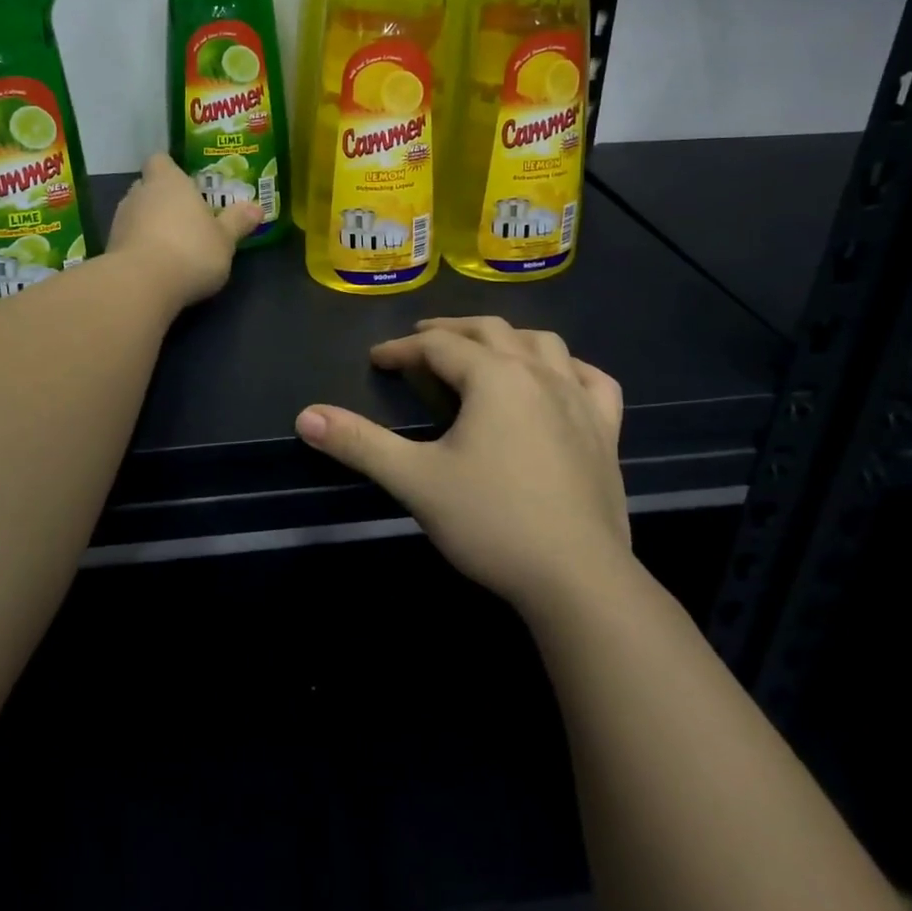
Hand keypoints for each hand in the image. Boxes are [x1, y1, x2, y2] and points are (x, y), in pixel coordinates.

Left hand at [108, 154, 261, 309]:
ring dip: (150, 224)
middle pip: (148, 187)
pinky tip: (157, 265)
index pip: (160, 161)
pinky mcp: (110, 248)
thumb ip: (237, 221)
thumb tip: (256, 207)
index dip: (170, 170)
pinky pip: (129, 239)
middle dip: (164, 199)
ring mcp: (120, 221)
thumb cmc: (191, 250)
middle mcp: (139, 193)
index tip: (186, 184)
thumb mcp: (225, 239)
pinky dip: (140, 247)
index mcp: (168, 181)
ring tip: (173, 244)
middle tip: (186, 216)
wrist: (142, 285)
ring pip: (137, 213)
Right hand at [295, 317, 628, 617]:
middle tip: (420, 342)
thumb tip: (305, 416)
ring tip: (484, 351)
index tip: (376, 361)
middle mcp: (538, 374)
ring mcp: (579, 400)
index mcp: (493, 377)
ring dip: (507, 338)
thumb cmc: (492, 522)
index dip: (401, 350)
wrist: (579, 579)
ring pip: (542, 343)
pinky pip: (592, 380)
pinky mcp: (606, 431)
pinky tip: (560, 378)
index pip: (437, 347)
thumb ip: (359, 444)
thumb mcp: (415, 480)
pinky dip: (569, 368)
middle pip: (489, 331)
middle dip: (449, 332)